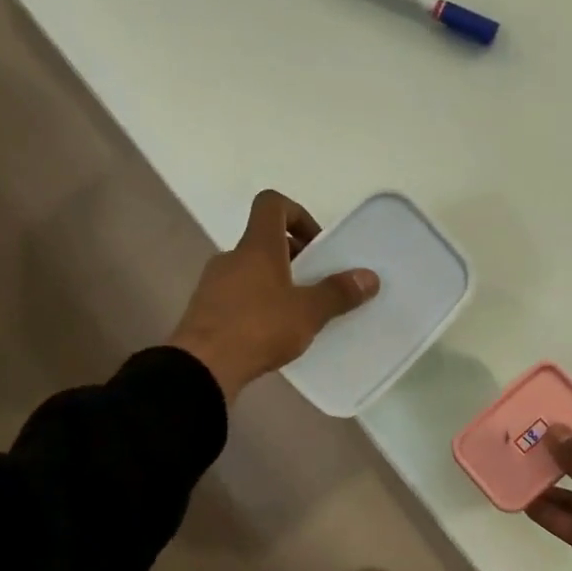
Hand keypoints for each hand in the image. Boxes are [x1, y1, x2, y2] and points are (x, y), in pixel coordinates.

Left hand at [167, 190, 378, 401]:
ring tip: (296, 313)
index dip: (297, 214)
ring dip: (275, 282)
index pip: (272, 204)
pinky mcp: (205, 310)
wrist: (202, 366)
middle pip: (264, 240)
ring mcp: (214, 283)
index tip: (317, 244)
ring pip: (251, 270)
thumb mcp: (308, 312)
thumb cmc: (258, 328)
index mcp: (257, 246)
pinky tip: (271, 333)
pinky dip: (257, 303)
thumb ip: (338, 293)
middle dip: (294, 256)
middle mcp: (232, 256)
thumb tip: (369, 277)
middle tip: (315, 283)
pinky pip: (237, 295)